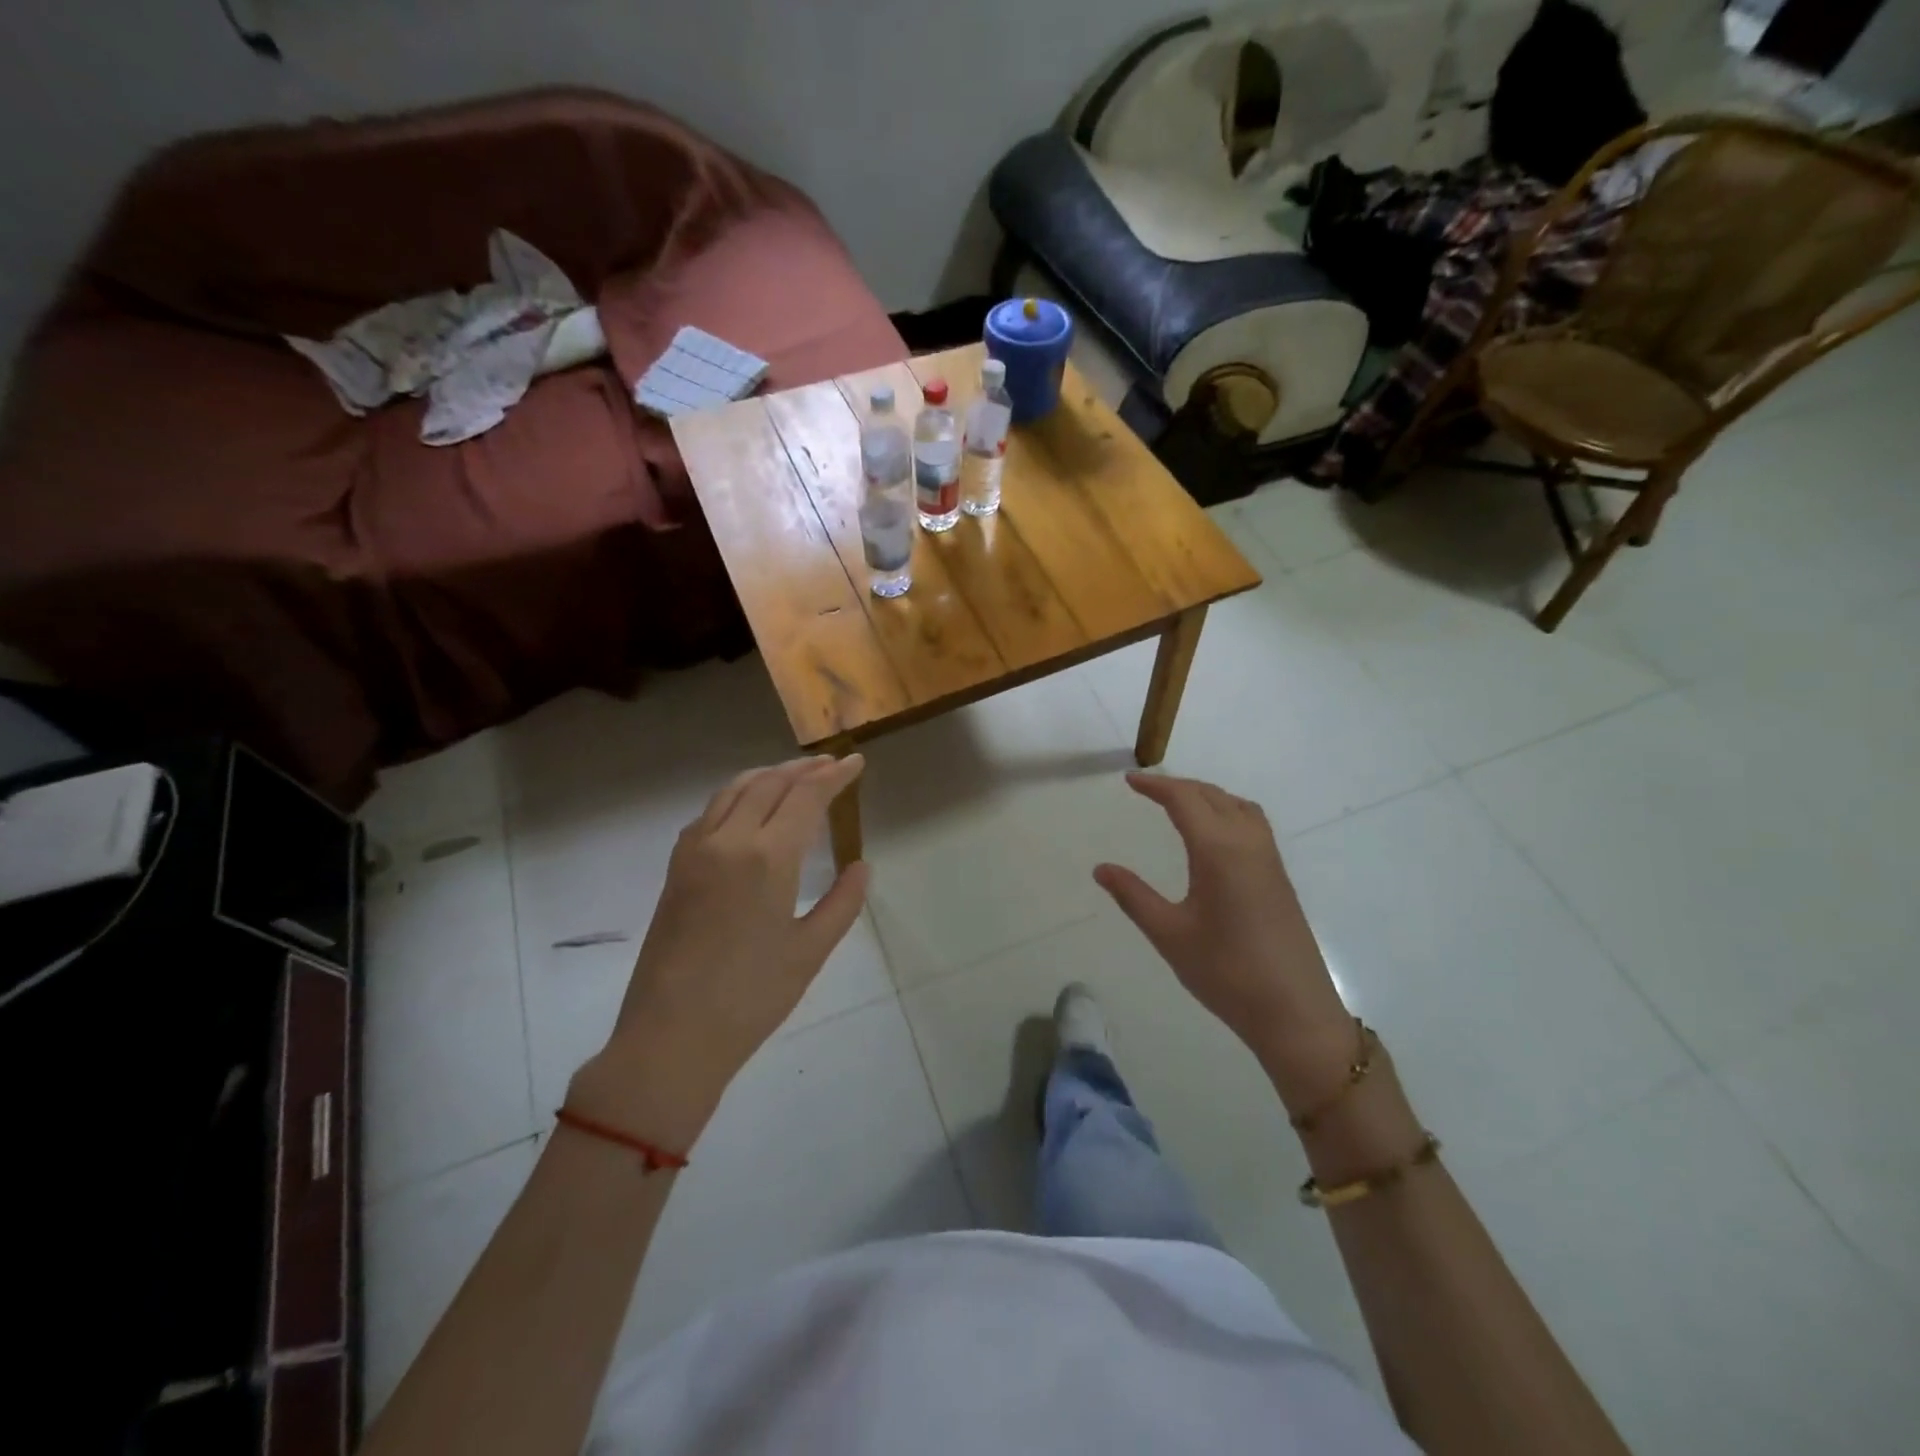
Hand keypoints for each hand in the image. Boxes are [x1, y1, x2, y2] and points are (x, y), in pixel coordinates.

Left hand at [568, 755, 869, 1148]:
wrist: (670, 1036)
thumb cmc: (751, 998)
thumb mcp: (811, 952)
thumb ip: (843, 902)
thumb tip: (861, 865)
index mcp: (767, 857)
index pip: (806, 796)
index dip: (835, 776)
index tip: (856, 763)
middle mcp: (728, 840)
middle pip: (770, 783)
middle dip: (804, 769)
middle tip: (831, 765)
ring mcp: (695, 851)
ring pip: (734, 790)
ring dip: (768, 775)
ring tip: (794, 775)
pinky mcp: (676, 867)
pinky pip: (710, 812)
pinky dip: (738, 795)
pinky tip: (748, 808)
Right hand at [1093, 773, 1355, 1112]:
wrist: (1294, 1012)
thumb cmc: (1226, 972)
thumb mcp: (1170, 934)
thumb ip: (1133, 896)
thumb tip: (1101, 868)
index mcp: (1219, 851)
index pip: (1185, 800)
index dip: (1156, 786)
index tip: (1130, 780)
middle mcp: (1248, 844)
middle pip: (1213, 796)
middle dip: (1180, 786)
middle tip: (1148, 789)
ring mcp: (1269, 860)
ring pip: (1238, 806)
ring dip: (1208, 795)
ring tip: (1180, 804)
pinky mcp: (1280, 878)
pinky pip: (1252, 824)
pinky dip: (1227, 811)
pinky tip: (1214, 836)